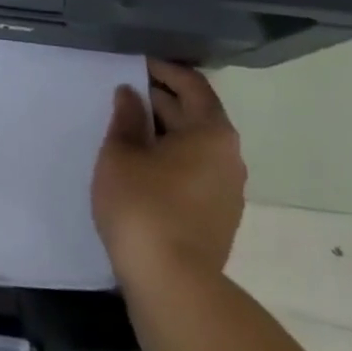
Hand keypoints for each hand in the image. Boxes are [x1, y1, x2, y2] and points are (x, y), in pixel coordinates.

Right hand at [92, 60, 246, 288]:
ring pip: (194, 147)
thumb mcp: (122, 152)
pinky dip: (171, 159)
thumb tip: (131, 94)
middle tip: (125, 92)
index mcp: (212, 132)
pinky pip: (194, 173)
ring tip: (128, 127)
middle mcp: (229, 158)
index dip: (163, 70)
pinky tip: (141, 165)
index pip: (192, 85)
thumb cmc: (144, 206)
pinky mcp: (218, 220)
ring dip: (165, 132)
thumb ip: (126, 117)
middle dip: (161, 100)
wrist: (173, 288)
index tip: (136, 63)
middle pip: (196, 115)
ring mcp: (227, 192)